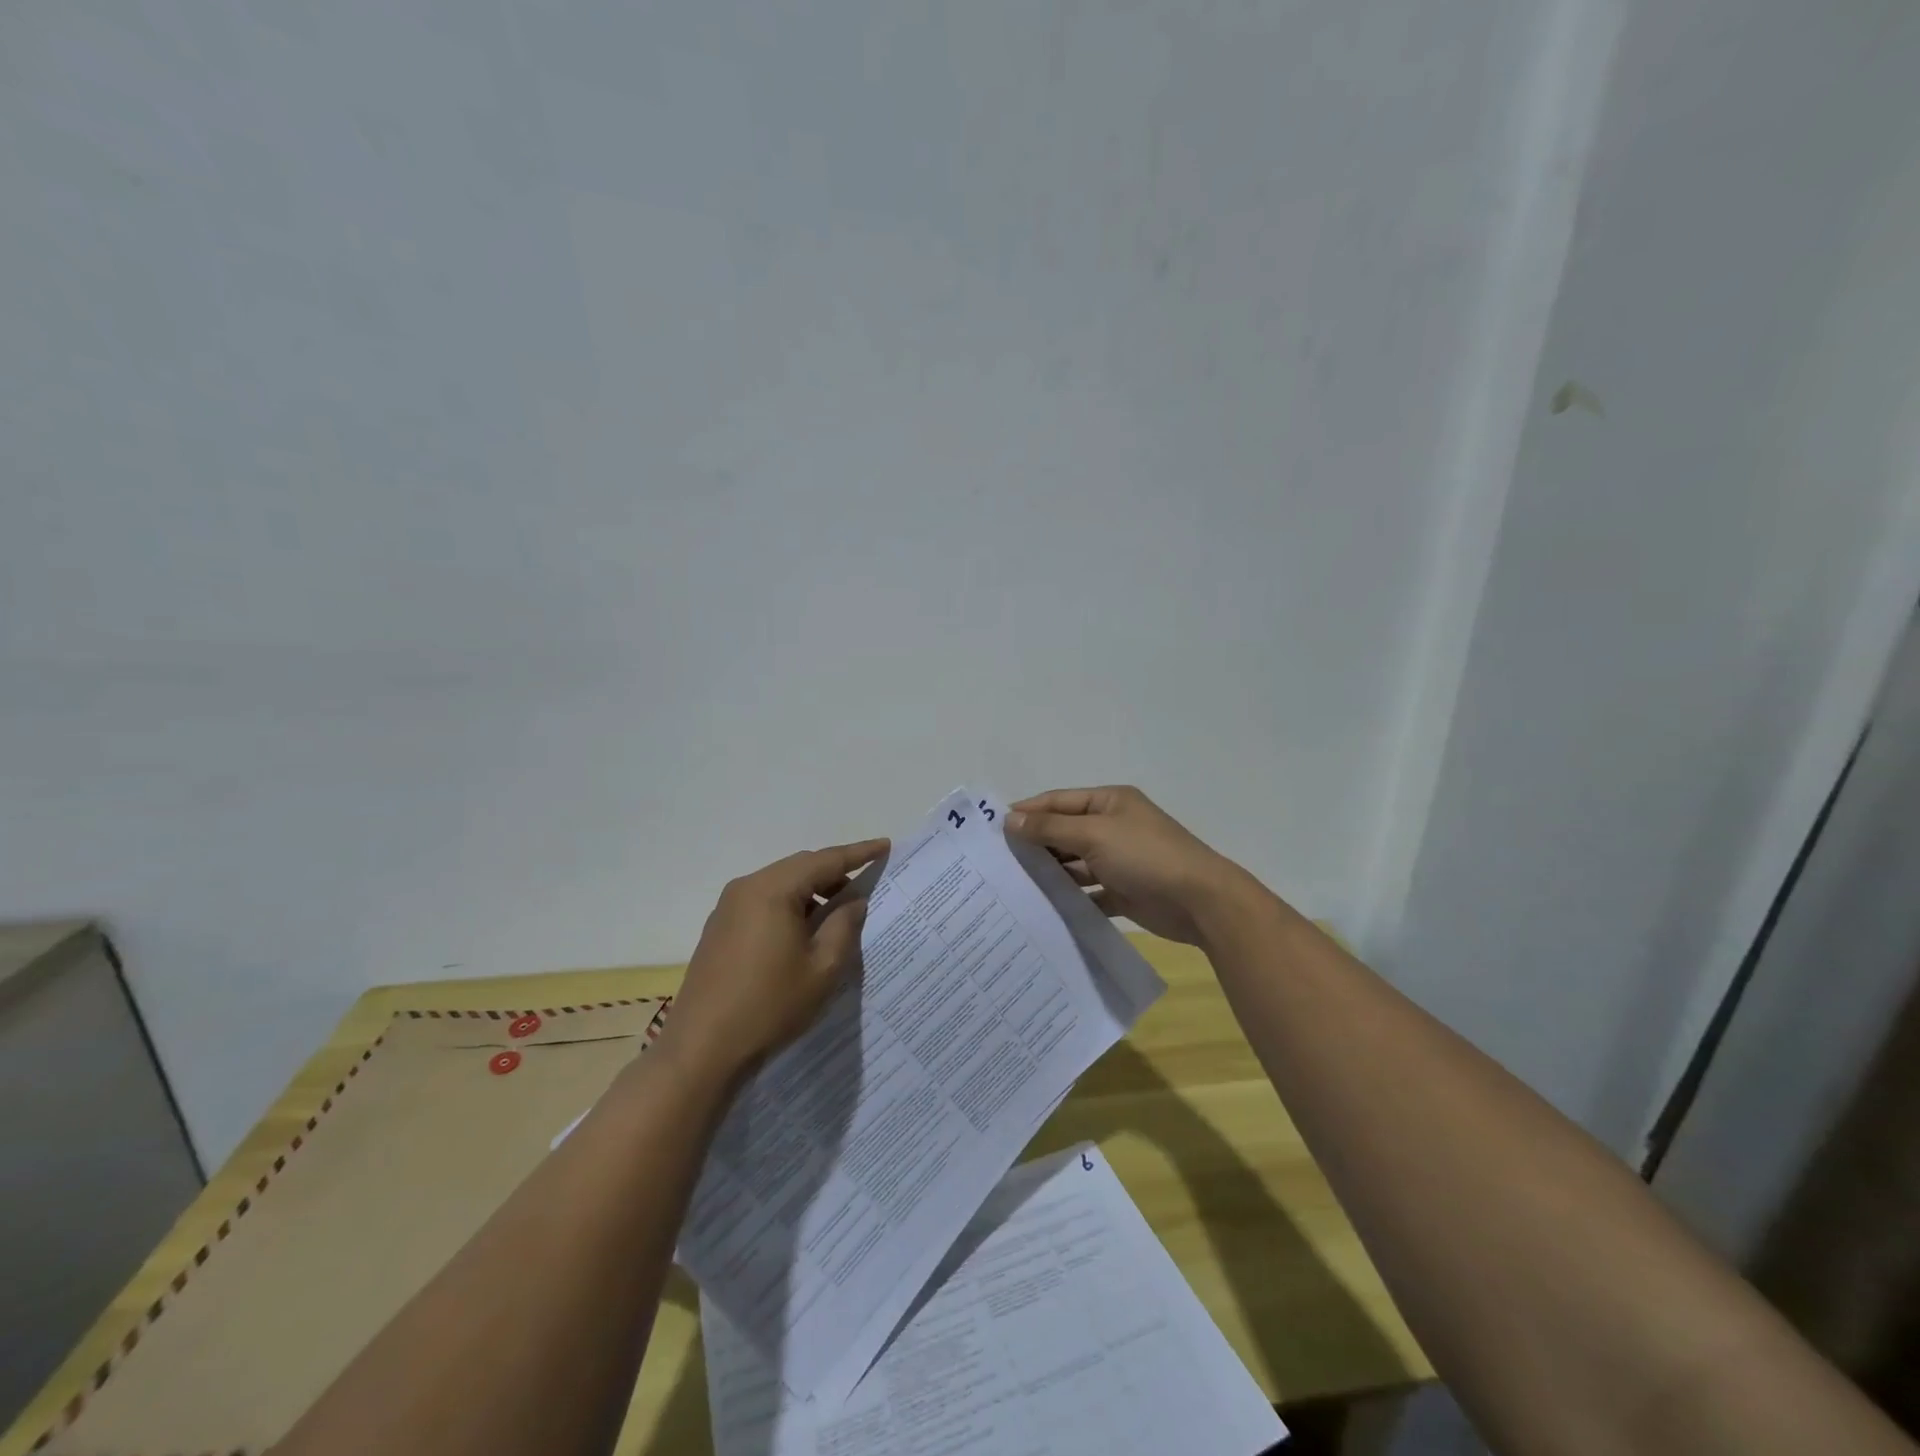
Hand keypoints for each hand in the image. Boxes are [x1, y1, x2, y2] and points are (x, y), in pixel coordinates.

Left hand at [664, 838, 888, 1074]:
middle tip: (865, 887)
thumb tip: (854, 900)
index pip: (825, 860)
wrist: (702, 1048)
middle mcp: (747, 887)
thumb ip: (844, 925)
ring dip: (811, 892)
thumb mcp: (823, 967)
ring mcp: (728, 907)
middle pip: (800, 867)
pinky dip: (789, 906)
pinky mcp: (720, 928)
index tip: (885, 846)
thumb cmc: (770, 1005)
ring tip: (837, 914)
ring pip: (781, 884)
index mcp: (773, 890)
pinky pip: (763, 902)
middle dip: (834, 873)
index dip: (858, 853)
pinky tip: (803, 932)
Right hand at [1008, 786, 1247, 945]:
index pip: (1059, 801)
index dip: (1028, 811)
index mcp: (1109, 803)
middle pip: (1065, 832)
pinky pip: (1089, 892)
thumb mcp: (1094, 834)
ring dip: (1051, 872)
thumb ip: (1051, 827)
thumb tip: (1011, 819)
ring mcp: (1119, 860)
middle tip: (999, 862)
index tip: (994, 828)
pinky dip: (1070, 898)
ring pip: (1075, 864)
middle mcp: (1113, 827)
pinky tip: (1044, 908)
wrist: (1200, 902)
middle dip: (1036, 844)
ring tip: (1014, 886)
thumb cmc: (1146, 856)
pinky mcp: (1124, 891)